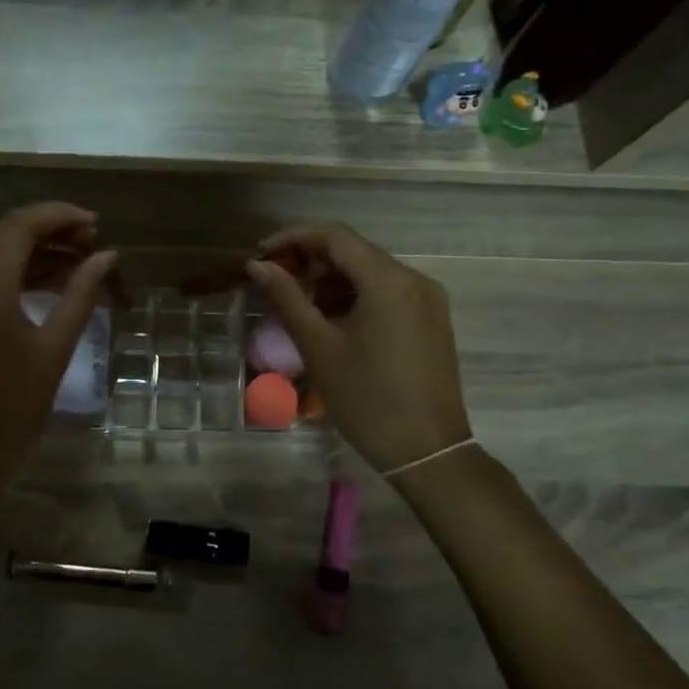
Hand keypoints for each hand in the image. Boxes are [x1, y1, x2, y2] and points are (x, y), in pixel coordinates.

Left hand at [0, 203, 116, 511]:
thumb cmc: (12, 409)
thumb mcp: (54, 350)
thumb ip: (81, 295)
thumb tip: (108, 256)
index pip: (22, 225)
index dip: (61, 216)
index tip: (97, 225)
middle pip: (6, 232)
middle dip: (50, 230)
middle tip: (93, 244)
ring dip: (34, 250)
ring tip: (80, 263)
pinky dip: (15, 271)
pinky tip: (50, 283)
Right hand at [246, 224, 470, 474]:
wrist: (427, 452)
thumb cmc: (367, 399)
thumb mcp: (319, 347)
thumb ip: (287, 299)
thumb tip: (257, 266)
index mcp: (389, 280)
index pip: (336, 236)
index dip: (294, 238)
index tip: (261, 255)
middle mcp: (414, 279)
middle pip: (354, 251)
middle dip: (311, 260)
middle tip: (274, 281)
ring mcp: (427, 300)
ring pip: (370, 272)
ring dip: (331, 279)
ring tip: (296, 303)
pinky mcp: (431, 320)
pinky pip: (387, 292)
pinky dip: (355, 295)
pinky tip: (330, 319)